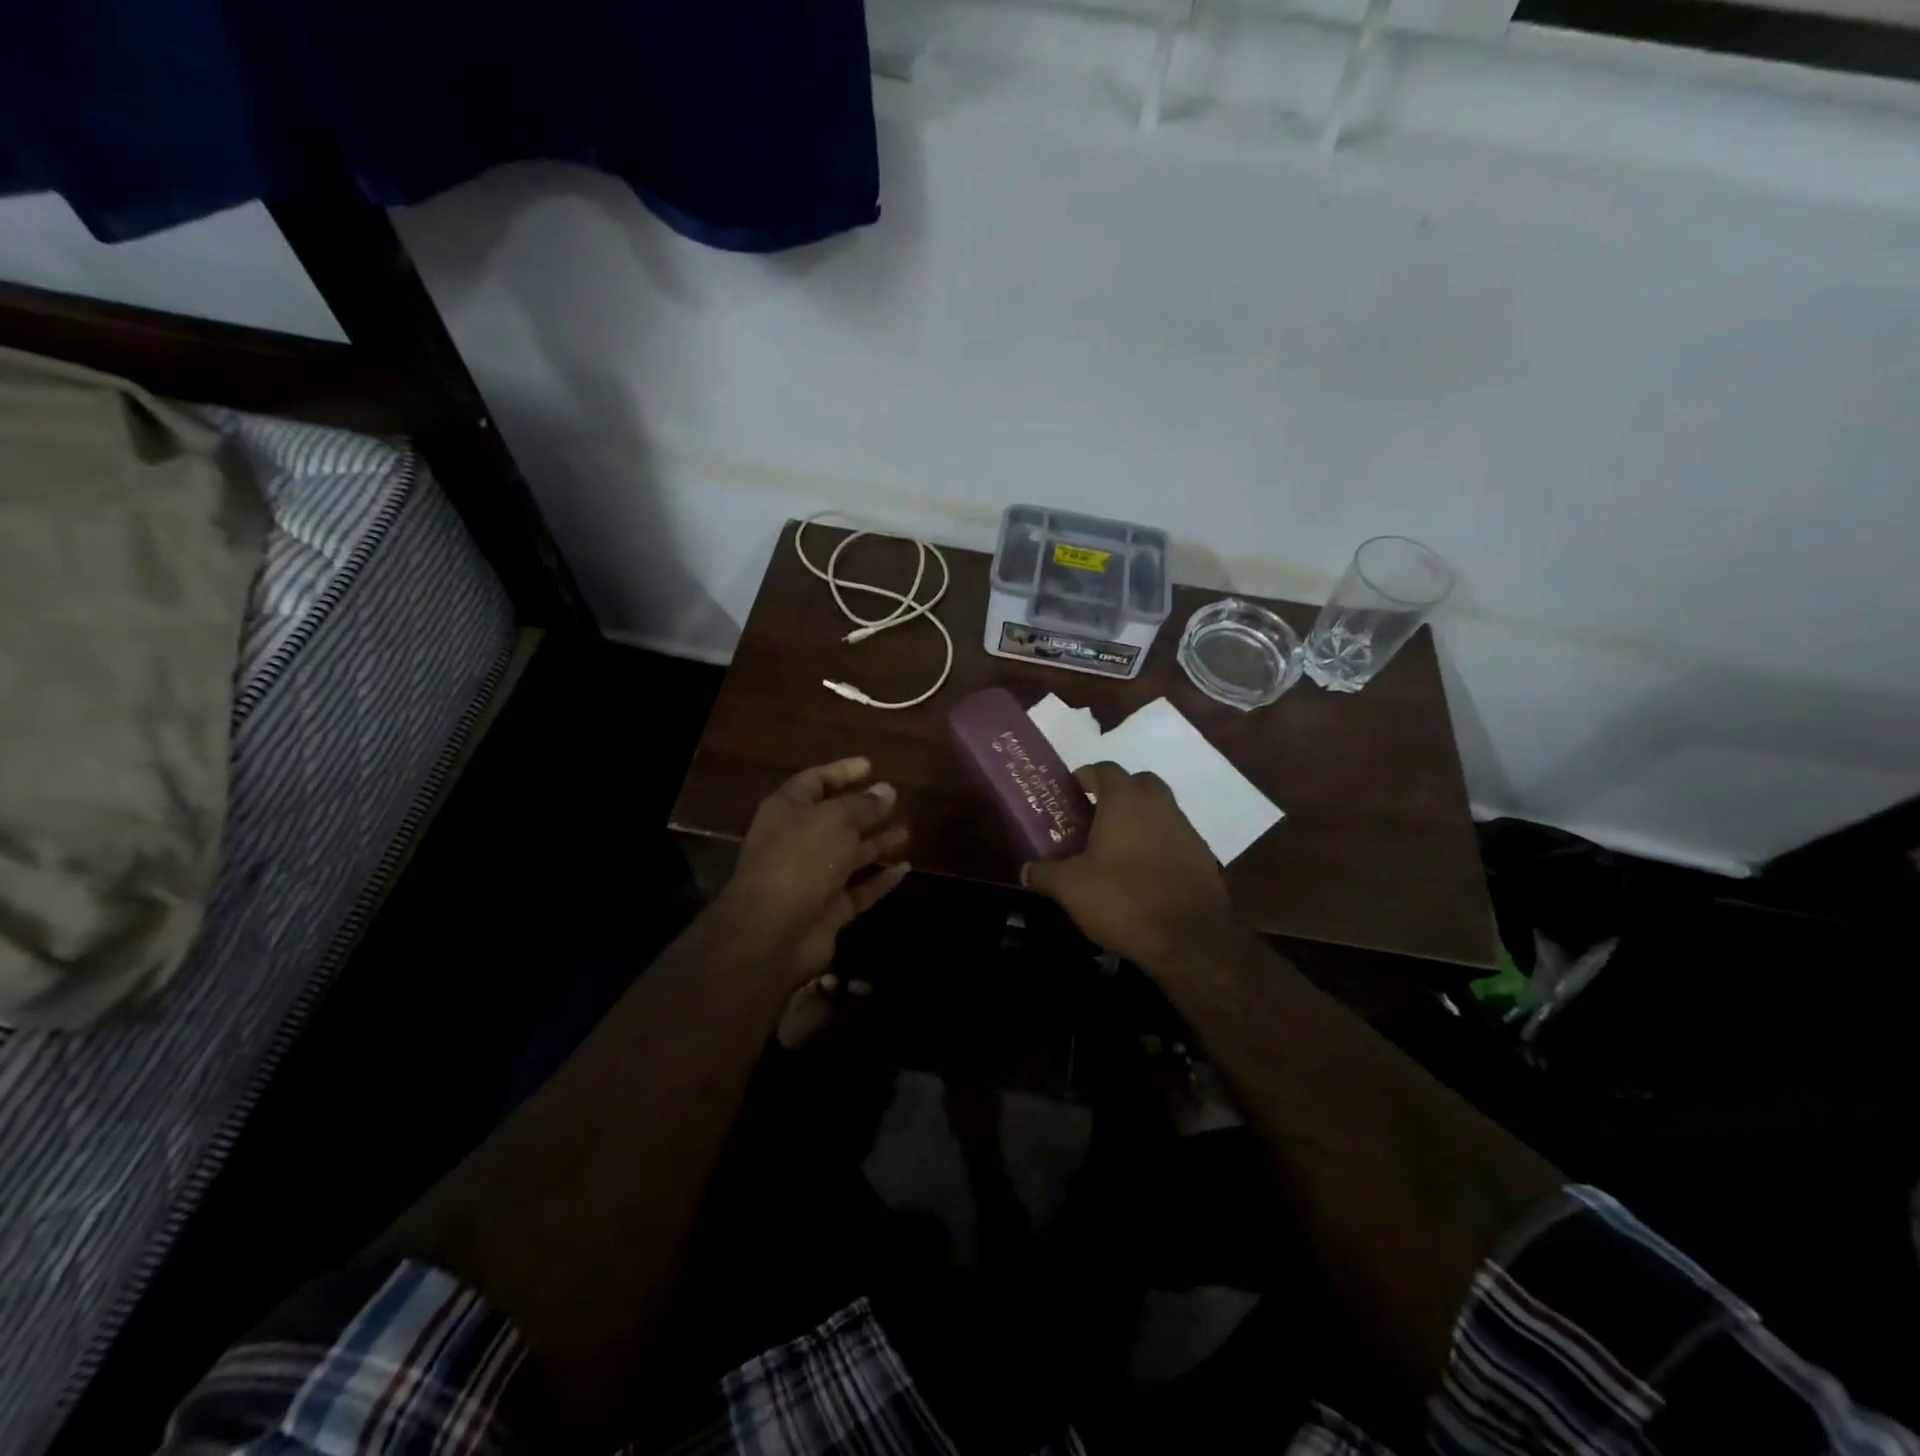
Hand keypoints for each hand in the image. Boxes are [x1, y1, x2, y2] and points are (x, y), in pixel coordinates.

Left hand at [719, 757, 910, 984]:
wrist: (773, 931)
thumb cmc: (801, 859)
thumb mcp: (835, 820)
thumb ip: (863, 805)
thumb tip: (887, 790)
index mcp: (787, 810)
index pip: (815, 781)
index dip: (842, 771)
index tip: (871, 766)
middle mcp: (797, 840)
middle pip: (834, 819)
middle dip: (864, 810)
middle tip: (895, 799)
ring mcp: (812, 877)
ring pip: (849, 855)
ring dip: (876, 843)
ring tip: (907, 832)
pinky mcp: (827, 909)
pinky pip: (858, 889)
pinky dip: (880, 880)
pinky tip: (905, 869)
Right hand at [1022, 761, 1234, 968]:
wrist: (1190, 941)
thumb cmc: (1123, 900)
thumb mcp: (1070, 888)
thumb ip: (1044, 872)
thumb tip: (1026, 869)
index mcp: (1125, 802)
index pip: (1105, 769)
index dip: (1086, 776)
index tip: (1072, 792)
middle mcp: (1160, 807)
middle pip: (1140, 782)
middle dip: (1119, 791)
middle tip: (1096, 815)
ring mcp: (1187, 831)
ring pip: (1161, 810)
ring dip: (1141, 819)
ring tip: (1118, 847)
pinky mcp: (1203, 858)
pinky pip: (1175, 839)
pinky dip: (1159, 845)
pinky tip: (1144, 872)